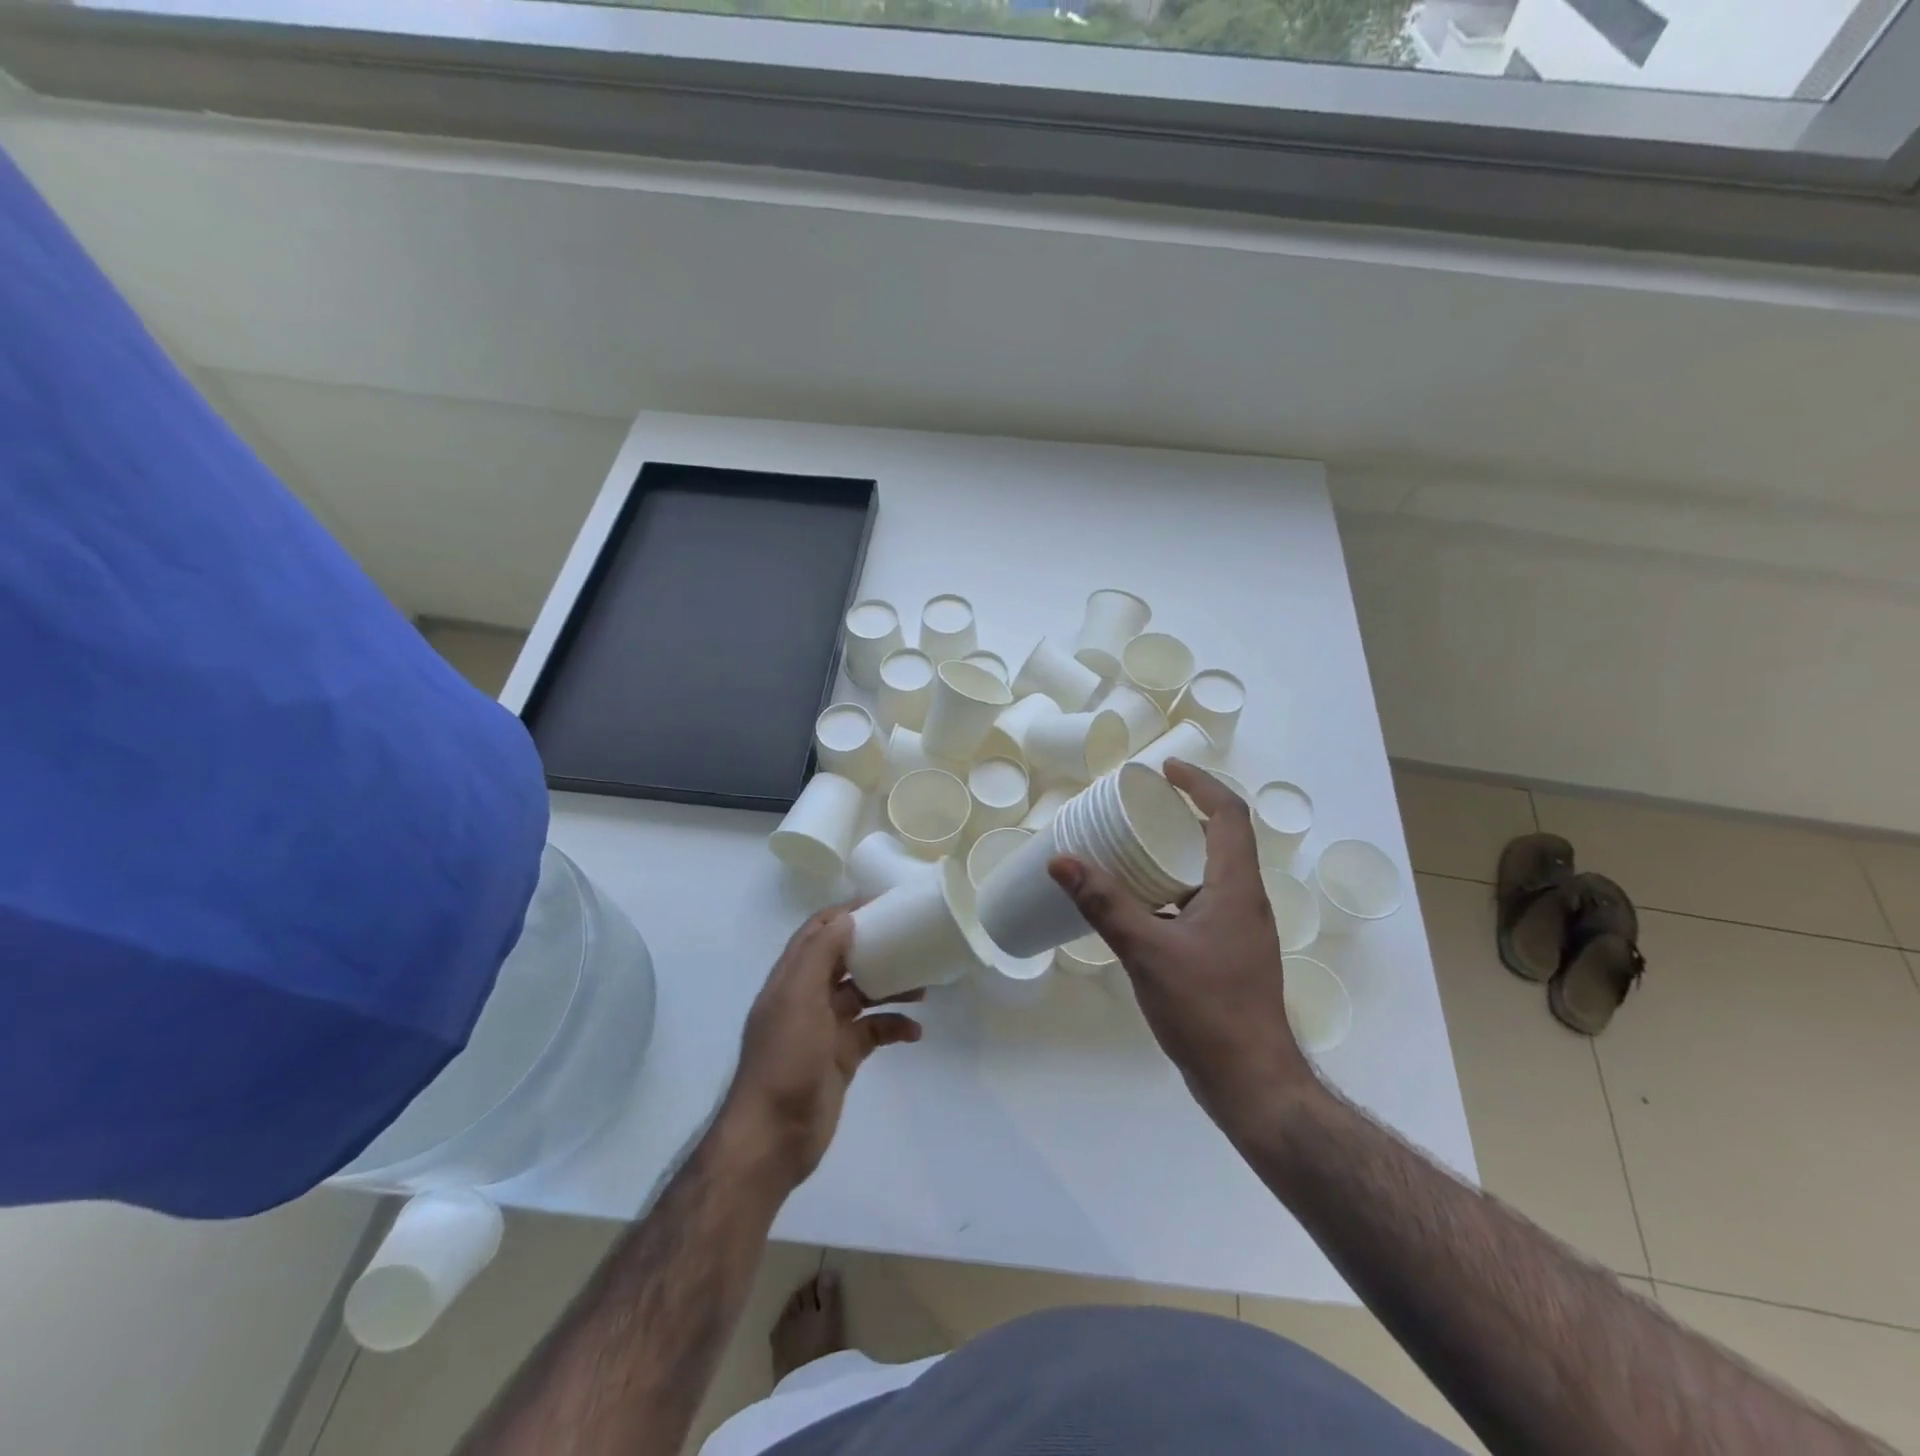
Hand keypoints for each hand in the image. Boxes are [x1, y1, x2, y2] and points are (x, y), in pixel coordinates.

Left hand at [724, 905, 922, 1187]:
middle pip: (844, 961)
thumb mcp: (799, 999)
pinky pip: (872, 1032)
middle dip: (875, 949)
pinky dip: (894, 1027)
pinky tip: (915, 1032)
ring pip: (863, 995)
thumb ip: (819, 955)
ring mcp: (825, 1028)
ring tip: (924, 987)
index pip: (818, 932)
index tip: (882, 904)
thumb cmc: (786, 1059)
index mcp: (792, 978)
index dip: (845, 915)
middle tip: (912, 941)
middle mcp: (807, 997)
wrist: (774, 1136)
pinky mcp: (841, 1056)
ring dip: (891, 987)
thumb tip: (846, 918)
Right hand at [1047, 760, 1318, 1131]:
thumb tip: (1061, 860)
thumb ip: (1104, 904)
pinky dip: (1172, 888)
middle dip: (1181, 813)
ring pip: (1210, 871)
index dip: (1199, 783)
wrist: (1252, 1084)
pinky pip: (1201, 901)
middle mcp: (1245, 900)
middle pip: (1221, 837)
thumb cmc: (1208, 1010)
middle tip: (1137, 805)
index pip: (1229, 814)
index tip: (1163, 770)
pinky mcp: (1228, 954)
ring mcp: (1239, 930)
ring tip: (1131, 847)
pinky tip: (1139, 904)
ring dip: (1176, 851)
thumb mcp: (1148, 952)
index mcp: (1237, 887)